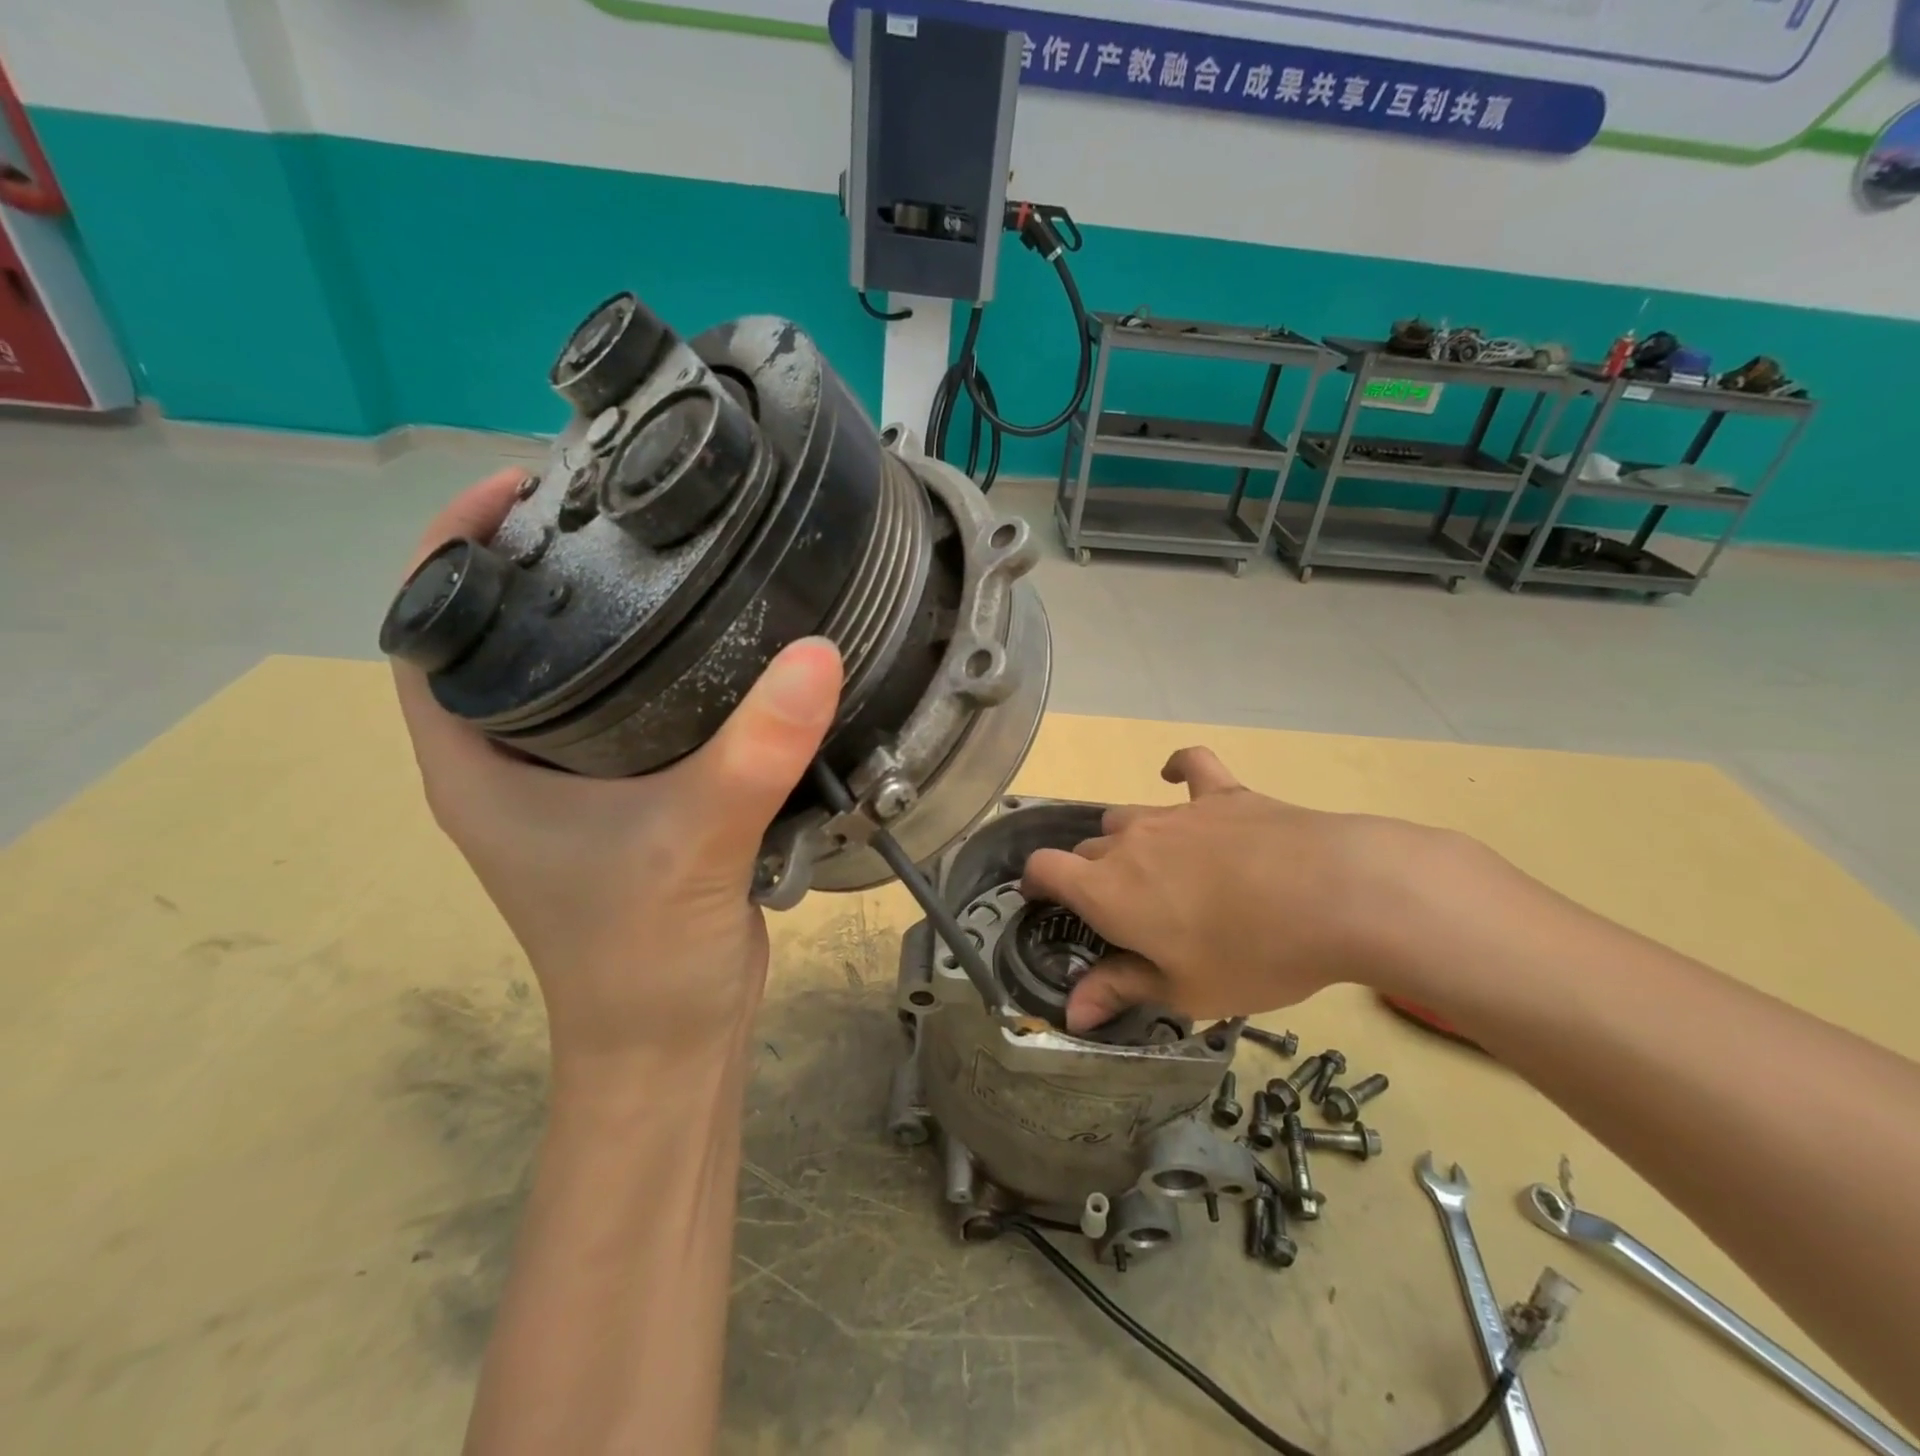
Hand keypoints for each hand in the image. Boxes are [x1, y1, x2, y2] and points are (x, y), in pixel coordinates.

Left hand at [391, 469, 843, 1070]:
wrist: (675, 1037)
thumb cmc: (644, 955)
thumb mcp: (694, 842)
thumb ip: (752, 750)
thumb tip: (819, 652)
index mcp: (474, 761)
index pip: (430, 629)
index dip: (459, 547)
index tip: (528, 487)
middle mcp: (512, 760)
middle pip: (510, 636)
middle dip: (552, 565)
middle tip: (625, 507)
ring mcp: (573, 781)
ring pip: (582, 672)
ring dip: (618, 616)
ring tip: (681, 556)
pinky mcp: (634, 797)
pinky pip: (640, 711)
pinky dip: (672, 669)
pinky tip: (728, 642)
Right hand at [1022, 747, 1450, 1031]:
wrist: (1333, 895)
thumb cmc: (1250, 955)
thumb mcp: (1183, 991)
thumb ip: (1120, 990)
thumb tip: (1073, 1013)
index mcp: (1108, 890)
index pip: (1045, 868)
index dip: (1035, 882)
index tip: (1042, 900)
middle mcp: (1129, 842)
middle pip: (1089, 847)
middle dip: (1091, 875)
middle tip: (1121, 912)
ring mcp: (1175, 813)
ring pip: (1128, 816)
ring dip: (1128, 841)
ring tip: (1155, 869)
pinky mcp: (1221, 795)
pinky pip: (1190, 766)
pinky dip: (1178, 769)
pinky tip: (1174, 775)